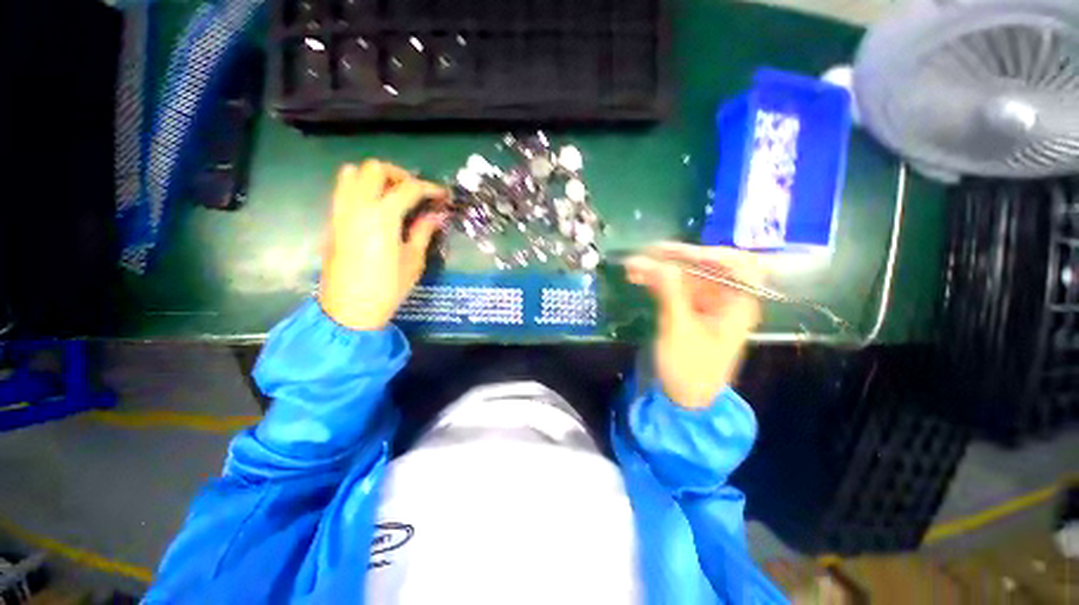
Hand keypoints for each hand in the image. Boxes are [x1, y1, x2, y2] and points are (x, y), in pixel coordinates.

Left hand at [318, 161, 448, 330]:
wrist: (349, 309)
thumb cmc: (387, 288)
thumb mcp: (413, 260)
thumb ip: (423, 231)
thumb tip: (436, 215)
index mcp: (382, 216)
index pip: (408, 188)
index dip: (429, 187)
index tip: (442, 194)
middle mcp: (357, 206)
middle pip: (375, 169)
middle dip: (399, 174)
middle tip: (415, 191)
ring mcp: (340, 211)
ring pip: (352, 173)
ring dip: (376, 177)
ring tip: (393, 194)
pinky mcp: (332, 220)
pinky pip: (344, 189)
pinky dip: (361, 187)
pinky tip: (376, 208)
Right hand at [625, 243, 766, 408]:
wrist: (684, 398)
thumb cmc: (689, 369)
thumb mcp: (679, 330)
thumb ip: (671, 293)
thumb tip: (658, 262)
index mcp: (738, 304)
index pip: (737, 265)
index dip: (710, 253)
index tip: (679, 253)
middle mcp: (726, 299)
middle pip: (706, 267)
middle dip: (675, 259)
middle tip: (646, 253)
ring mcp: (707, 304)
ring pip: (686, 276)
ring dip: (660, 269)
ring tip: (633, 266)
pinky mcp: (690, 309)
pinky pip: (674, 288)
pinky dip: (657, 282)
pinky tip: (638, 277)